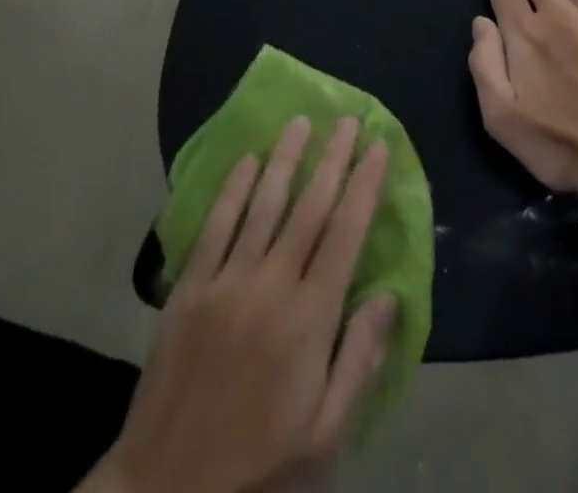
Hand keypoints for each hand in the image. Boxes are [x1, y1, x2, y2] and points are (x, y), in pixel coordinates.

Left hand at [96, 118, 396, 492]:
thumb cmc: (258, 467)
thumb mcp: (325, 436)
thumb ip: (359, 361)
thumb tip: (388, 296)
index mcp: (309, 320)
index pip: (346, 234)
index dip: (365, 186)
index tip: (378, 147)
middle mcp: (271, 285)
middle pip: (309, 207)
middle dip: (333, 159)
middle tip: (347, 120)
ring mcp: (226, 281)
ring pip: (263, 204)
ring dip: (285, 159)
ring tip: (301, 123)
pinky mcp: (189, 287)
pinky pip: (216, 225)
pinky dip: (233, 188)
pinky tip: (247, 159)